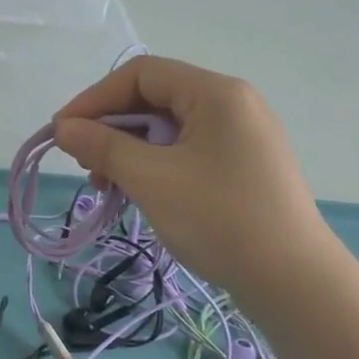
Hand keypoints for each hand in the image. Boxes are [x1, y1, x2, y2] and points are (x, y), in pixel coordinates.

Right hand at [53, 56, 332, 295]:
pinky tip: (140, 193)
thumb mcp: (151, 180)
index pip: (141, 74)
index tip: (62, 132)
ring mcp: (242, 135)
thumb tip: (63, 128)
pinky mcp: (244, 166)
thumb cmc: (219, 220)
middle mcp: (233, 103)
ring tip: (108, 186)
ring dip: (130, 150)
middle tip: (85, 164)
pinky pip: (188, 150)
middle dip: (112, 127)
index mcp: (216, 93)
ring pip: (170, 127)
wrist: (296, 284)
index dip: (94, 98)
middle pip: (156, 97)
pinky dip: (156, 165)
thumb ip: (103, 146)